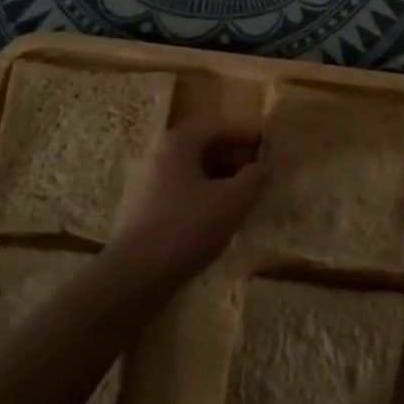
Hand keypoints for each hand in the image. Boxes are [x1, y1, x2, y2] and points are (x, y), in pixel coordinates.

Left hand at [107, 118, 265, 282]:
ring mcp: (145, 184)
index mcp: (177, 143)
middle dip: (234, 158)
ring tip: (244, 196)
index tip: (268, 142)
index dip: (246, 134)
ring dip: (219, 180)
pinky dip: (202, 198)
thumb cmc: (188, 226)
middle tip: (260, 172)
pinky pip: (179, 194)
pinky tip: (219, 218)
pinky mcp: (141, 212)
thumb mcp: (232, 200)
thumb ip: (253, 178)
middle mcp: (157, 155)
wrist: (135, 275)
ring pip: (191, 174)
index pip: (218, 127)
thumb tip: (263, 166)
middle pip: (202, 148)